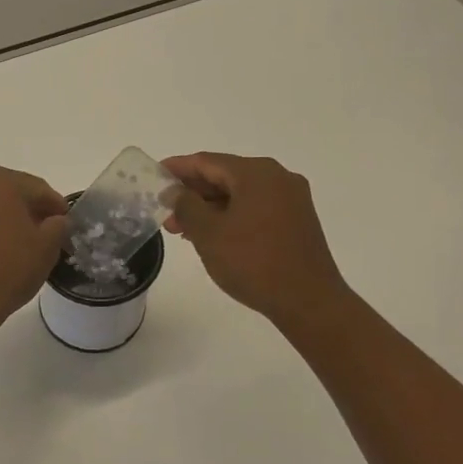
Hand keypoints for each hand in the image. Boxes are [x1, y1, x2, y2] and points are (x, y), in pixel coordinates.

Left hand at [0, 166, 68, 326]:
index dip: (56, 206)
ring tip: (15, 247)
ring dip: (1, 221)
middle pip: (8, 193)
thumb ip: (57, 226)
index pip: (37, 188)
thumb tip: (54, 220)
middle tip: (43, 233)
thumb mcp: (46, 248)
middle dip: (27, 210)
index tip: (65, 223)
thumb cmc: (6, 270)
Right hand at [162, 153, 351, 324]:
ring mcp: (291, 199)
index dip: (177, 168)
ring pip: (240, 194)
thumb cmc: (253, 262)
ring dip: (210, 208)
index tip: (154, 175)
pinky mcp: (297, 220)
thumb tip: (174, 190)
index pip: (207, 161)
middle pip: (225, 176)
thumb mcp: (209, 233)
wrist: (308, 302)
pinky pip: (256, 208)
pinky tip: (213, 235)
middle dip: (192, 193)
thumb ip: (186, 205)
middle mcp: (277, 177)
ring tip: (182, 230)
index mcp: (256, 173)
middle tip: (165, 212)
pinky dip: (231, 216)